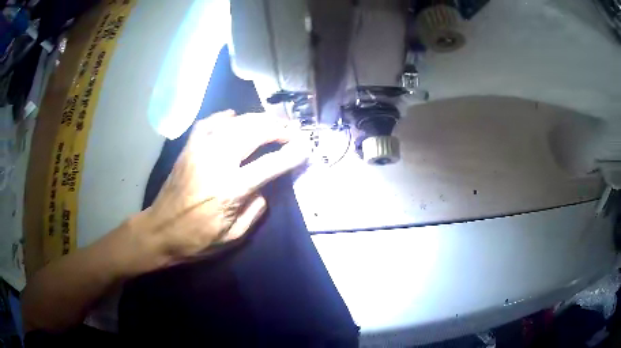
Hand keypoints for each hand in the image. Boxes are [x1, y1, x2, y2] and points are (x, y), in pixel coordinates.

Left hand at [132, 110, 306, 267]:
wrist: (160, 231)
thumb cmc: (196, 239)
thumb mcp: (233, 236)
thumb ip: (255, 211)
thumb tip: (264, 189)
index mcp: (229, 189)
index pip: (270, 165)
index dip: (292, 154)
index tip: (306, 147)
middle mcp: (216, 162)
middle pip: (253, 133)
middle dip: (277, 129)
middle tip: (291, 131)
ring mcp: (199, 150)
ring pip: (234, 123)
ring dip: (257, 119)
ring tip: (272, 121)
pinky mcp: (188, 148)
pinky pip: (208, 123)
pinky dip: (224, 117)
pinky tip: (234, 116)